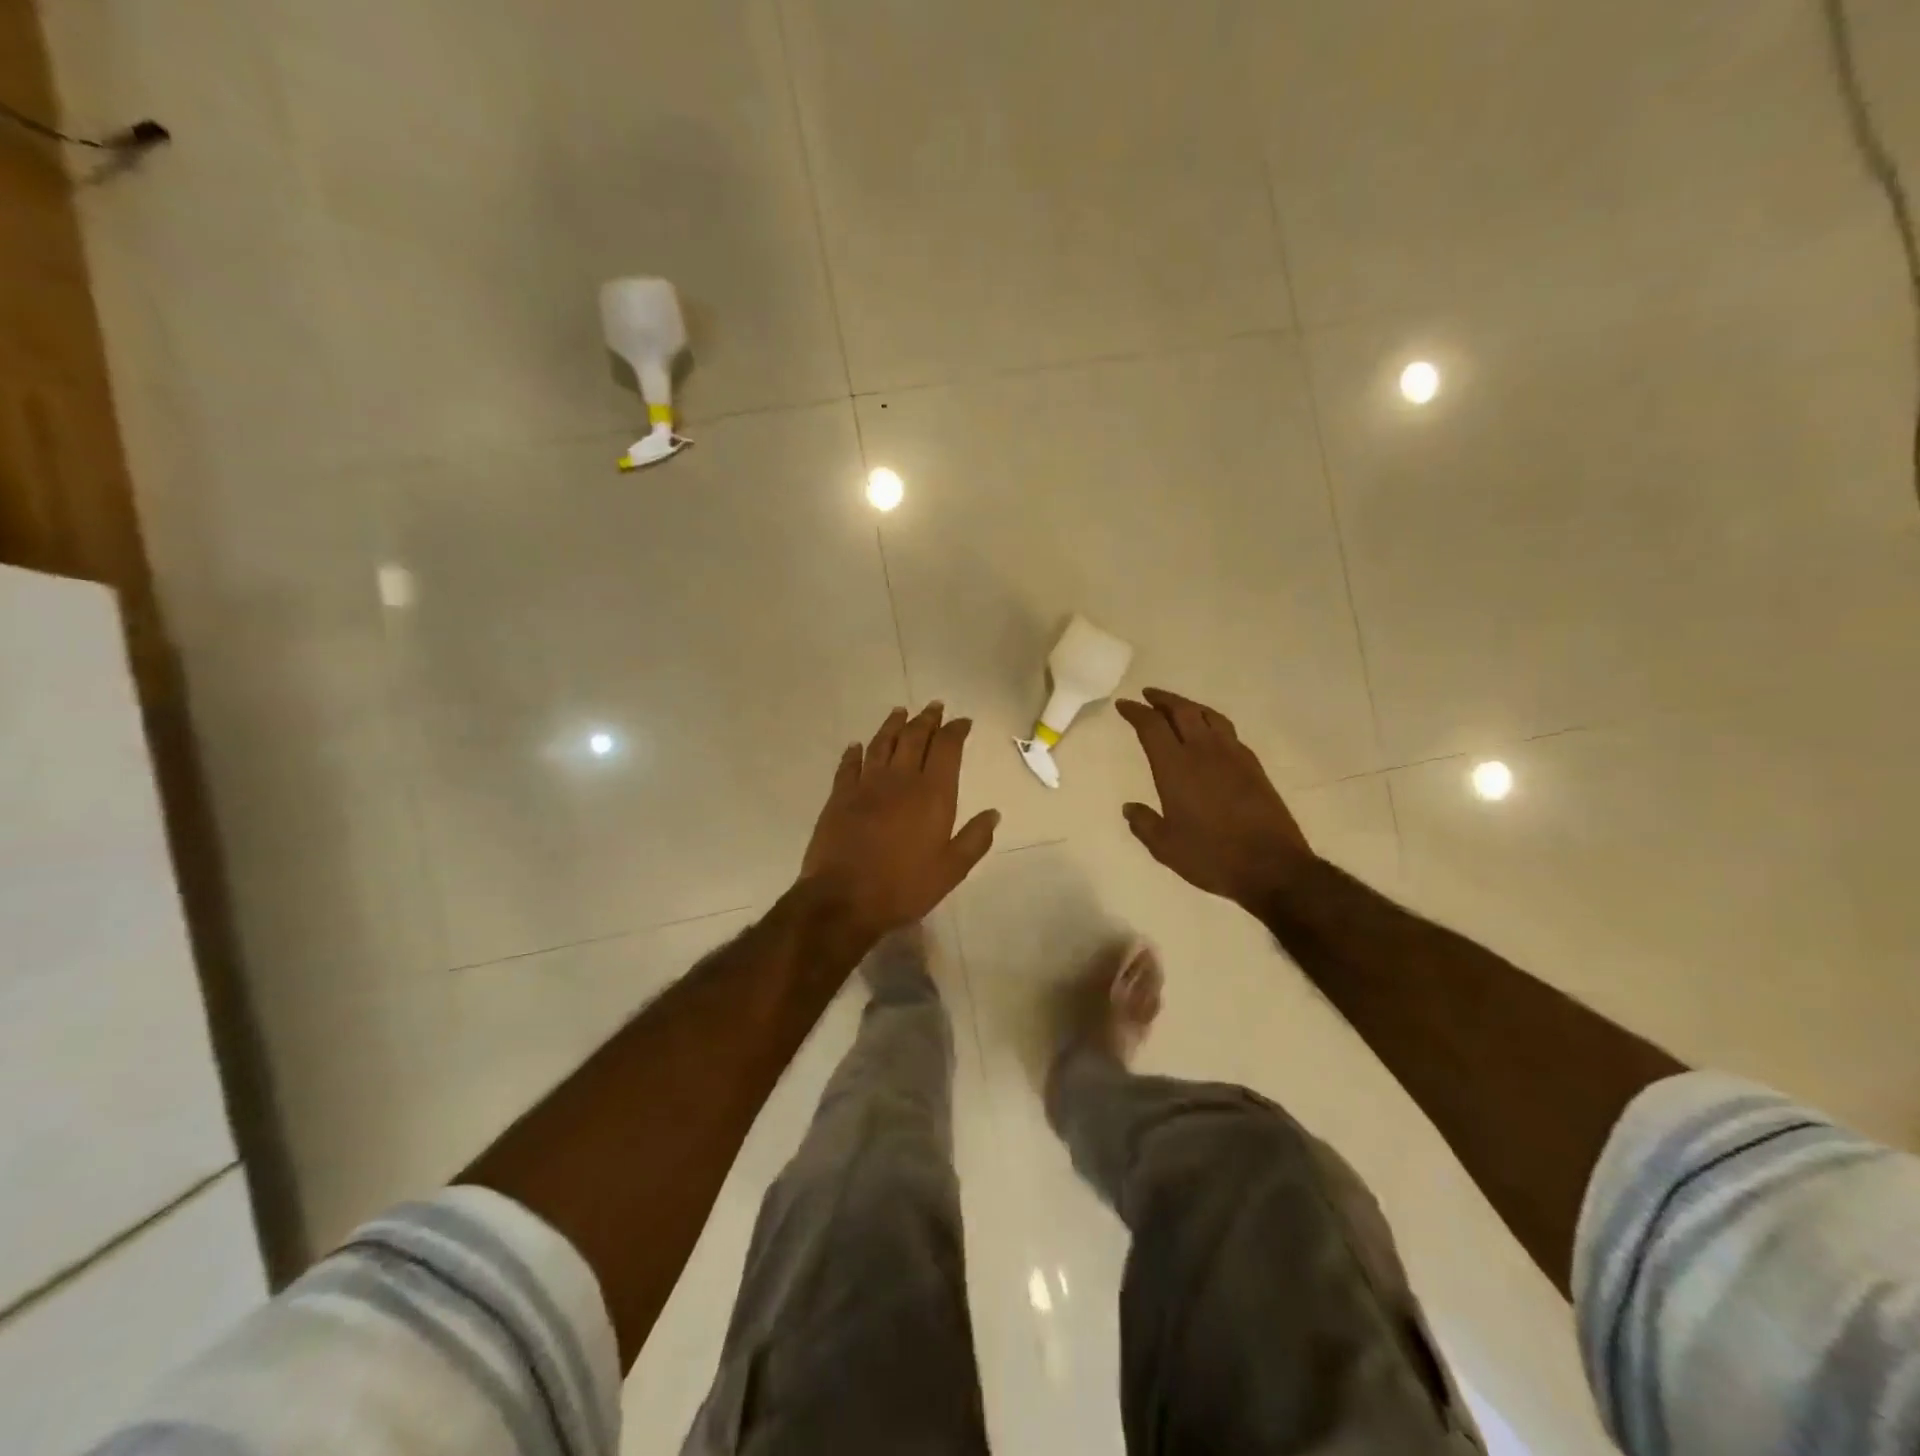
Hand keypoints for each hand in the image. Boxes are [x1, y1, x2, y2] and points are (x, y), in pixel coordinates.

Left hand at [800, 702, 999, 941]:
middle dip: (927, 719)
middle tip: (935, 706)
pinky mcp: (839, 796)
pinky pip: (849, 765)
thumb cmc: (904, 886)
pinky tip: (857, 745)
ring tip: (900, 711)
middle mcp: (901, 779)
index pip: (947, 748)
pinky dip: (854, 752)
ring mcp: (866, 785)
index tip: (962, 721)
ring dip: (893, 725)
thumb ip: (975, 839)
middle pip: (914, 737)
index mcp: (933, 794)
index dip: (956, 730)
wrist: (844, 899)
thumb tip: (993, 813)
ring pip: (881, 743)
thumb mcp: (951, 870)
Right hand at [1116, 688, 1312, 908]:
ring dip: (1190, 706)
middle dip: (1163, 699)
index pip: (1151, 727)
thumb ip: (1144, 824)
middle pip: (1182, 711)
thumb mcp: (1165, 846)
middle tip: (1149, 695)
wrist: (1271, 865)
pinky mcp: (1253, 766)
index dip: (1135, 712)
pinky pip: (1228, 731)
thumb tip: (1130, 808)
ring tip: (1179, 707)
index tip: (1124, 705)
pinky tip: (1210, 734)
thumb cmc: (1210, 855)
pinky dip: (1212, 723)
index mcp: (1175, 767)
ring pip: (1209, 716)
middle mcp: (1204, 751)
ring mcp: (1233, 756)